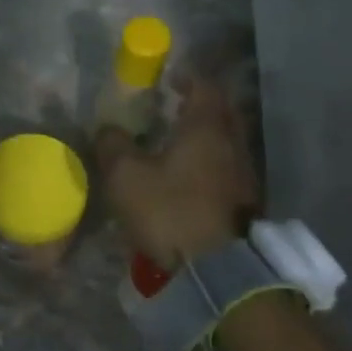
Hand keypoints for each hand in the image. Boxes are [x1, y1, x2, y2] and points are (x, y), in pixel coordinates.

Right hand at [94, 77, 261, 268]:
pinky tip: (187, 178)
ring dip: (203, 137)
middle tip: (171, 108)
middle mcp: (232, 145)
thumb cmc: (170, 211)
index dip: (187, 78)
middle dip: (198, 106)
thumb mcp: (126, 177)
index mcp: (206, 129)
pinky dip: (208, 164)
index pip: (205, 87)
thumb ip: (113, 146)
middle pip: (221, 113)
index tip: (168, 79)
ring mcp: (243, 175)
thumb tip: (107, 128)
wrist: (217, 272)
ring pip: (225, 143)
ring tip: (174, 144)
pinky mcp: (244, 204)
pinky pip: (225, 169)